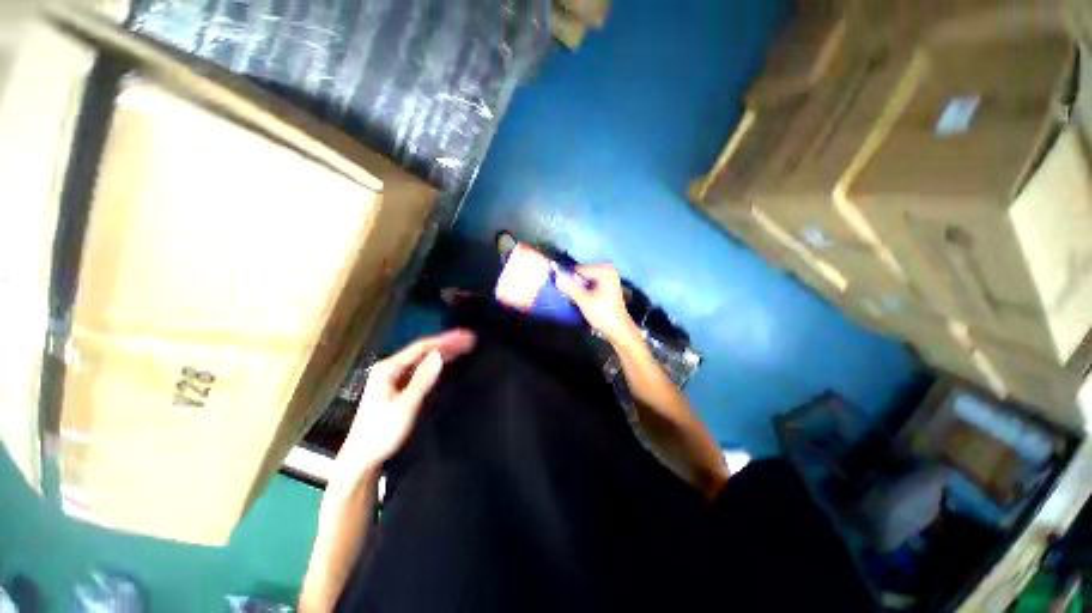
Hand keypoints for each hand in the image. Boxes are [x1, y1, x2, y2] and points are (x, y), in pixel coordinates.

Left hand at [334, 329, 475, 477]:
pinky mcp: (399, 386)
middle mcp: (391, 368)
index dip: (445, 340)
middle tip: (469, 339)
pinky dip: (437, 363)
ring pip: (423, 359)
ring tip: (464, 346)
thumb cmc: (382, 432)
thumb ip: (423, 379)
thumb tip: (440, 356)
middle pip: (424, 351)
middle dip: (447, 343)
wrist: (363, 457)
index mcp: (389, 369)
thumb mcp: (405, 406)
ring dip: (444, 351)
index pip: (422, 348)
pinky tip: (447, 360)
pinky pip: (421, 369)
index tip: (464, 336)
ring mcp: (394, 377)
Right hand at [556, 264, 639, 345]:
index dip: (568, 279)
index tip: (562, 291)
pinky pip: (590, 284)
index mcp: (604, 271)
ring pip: (585, 280)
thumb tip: (556, 277)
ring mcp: (608, 278)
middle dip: (574, 283)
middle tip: (568, 296)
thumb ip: (570, 287)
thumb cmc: (603, 314)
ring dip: (578, 288)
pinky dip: (584, 290)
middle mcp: (608, 270)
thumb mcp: (584, 301)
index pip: (579, 269)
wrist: (619, 330)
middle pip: (582, 274)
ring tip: (574, 299)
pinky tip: (581, 300)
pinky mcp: (607, 286)